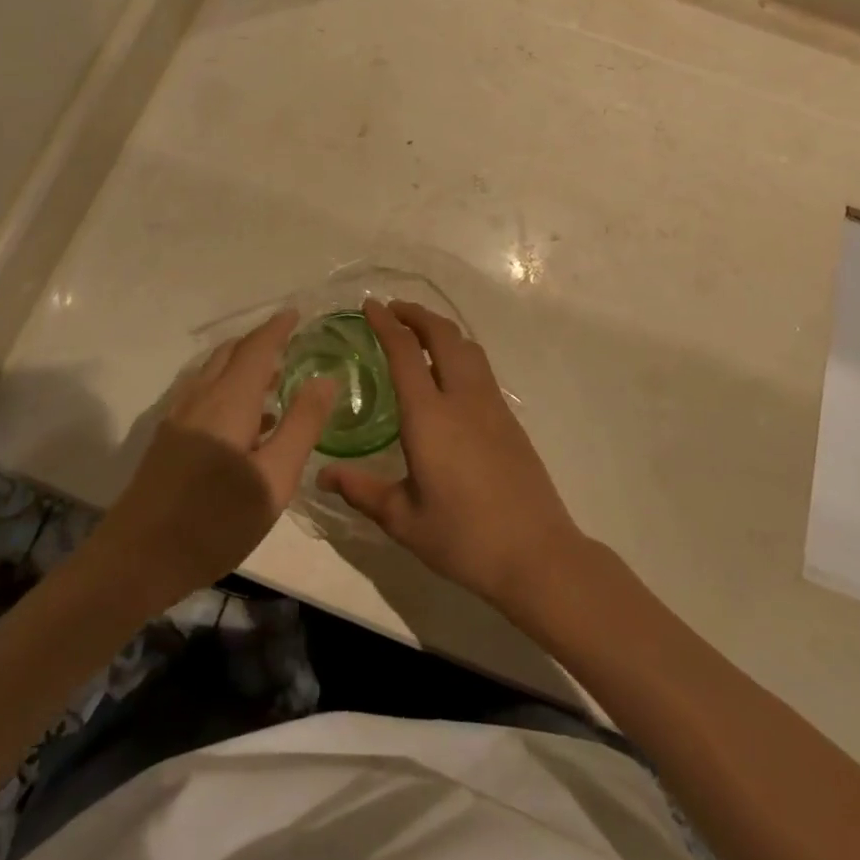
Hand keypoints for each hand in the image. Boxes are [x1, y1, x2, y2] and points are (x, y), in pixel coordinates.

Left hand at [91, 309, 335, 607]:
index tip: (297, 312)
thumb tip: (326, 379)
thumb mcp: (273, 479)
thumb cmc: (214, 521)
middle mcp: (201, 398)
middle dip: (259, 341)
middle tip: (289, 340)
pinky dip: (227, 386)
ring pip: (213, 372)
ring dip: (242, 364)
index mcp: (229, 400)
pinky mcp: (168, 440)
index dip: (278, 327)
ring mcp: (179, 418)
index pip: (257, 347)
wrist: (134, 561)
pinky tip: (244, 420)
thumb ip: (301, 425)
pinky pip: (203, 393)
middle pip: (230, 354)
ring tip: (273, 376)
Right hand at [318, 300, 584, 615]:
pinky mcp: (509, 418)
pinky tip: (449, 372)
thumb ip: (362, 491)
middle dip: (416, 314)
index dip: (386, 323)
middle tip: (393, 310)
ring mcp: (491, 405)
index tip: (370, 305)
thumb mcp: (404, 520)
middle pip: (443, 335)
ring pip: (467, 347)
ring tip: (419, 333)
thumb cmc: (463, 537)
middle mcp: (462, 398)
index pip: (405, 352)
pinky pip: (480, 367)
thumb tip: (323, 475)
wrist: (536, 554)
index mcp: (430, 416)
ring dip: (441, 330)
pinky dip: (459, 351)